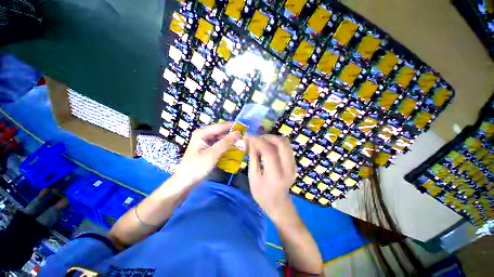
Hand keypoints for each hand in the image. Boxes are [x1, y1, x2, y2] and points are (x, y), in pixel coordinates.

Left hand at [173, 122, 240, 186]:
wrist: (185, 181)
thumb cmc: (197, 167)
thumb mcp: (213, 154)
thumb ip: (226, 143)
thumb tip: (238, 133)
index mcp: (202, 132)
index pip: (221, 126)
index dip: (233, 126)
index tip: (245, 129)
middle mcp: (204, 134)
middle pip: (221, 132)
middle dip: (232, 135)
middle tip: (245, 138)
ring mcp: (205, 141)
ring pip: (221, 138)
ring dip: (230, 141)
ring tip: (242, 144)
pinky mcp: (207, 148)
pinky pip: (219, 144)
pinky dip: (226, 146)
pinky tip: (234, 149)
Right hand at [246, 135, 296, 217]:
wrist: (279, 205)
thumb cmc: (262, 194)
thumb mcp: (253, 177)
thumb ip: (253, 158)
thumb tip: (250, 142)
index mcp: (276, 175)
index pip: (269, 152)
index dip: (259, 141)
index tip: (249, 136)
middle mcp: (288, 168)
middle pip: (282, 143)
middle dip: (268, 137)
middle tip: (257, 138)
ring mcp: (293, 165)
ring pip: (286, 143)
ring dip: (273, 139)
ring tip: (262, 142)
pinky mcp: (294, 163)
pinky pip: (286, 147)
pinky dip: (277, 143)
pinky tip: (268, 147)